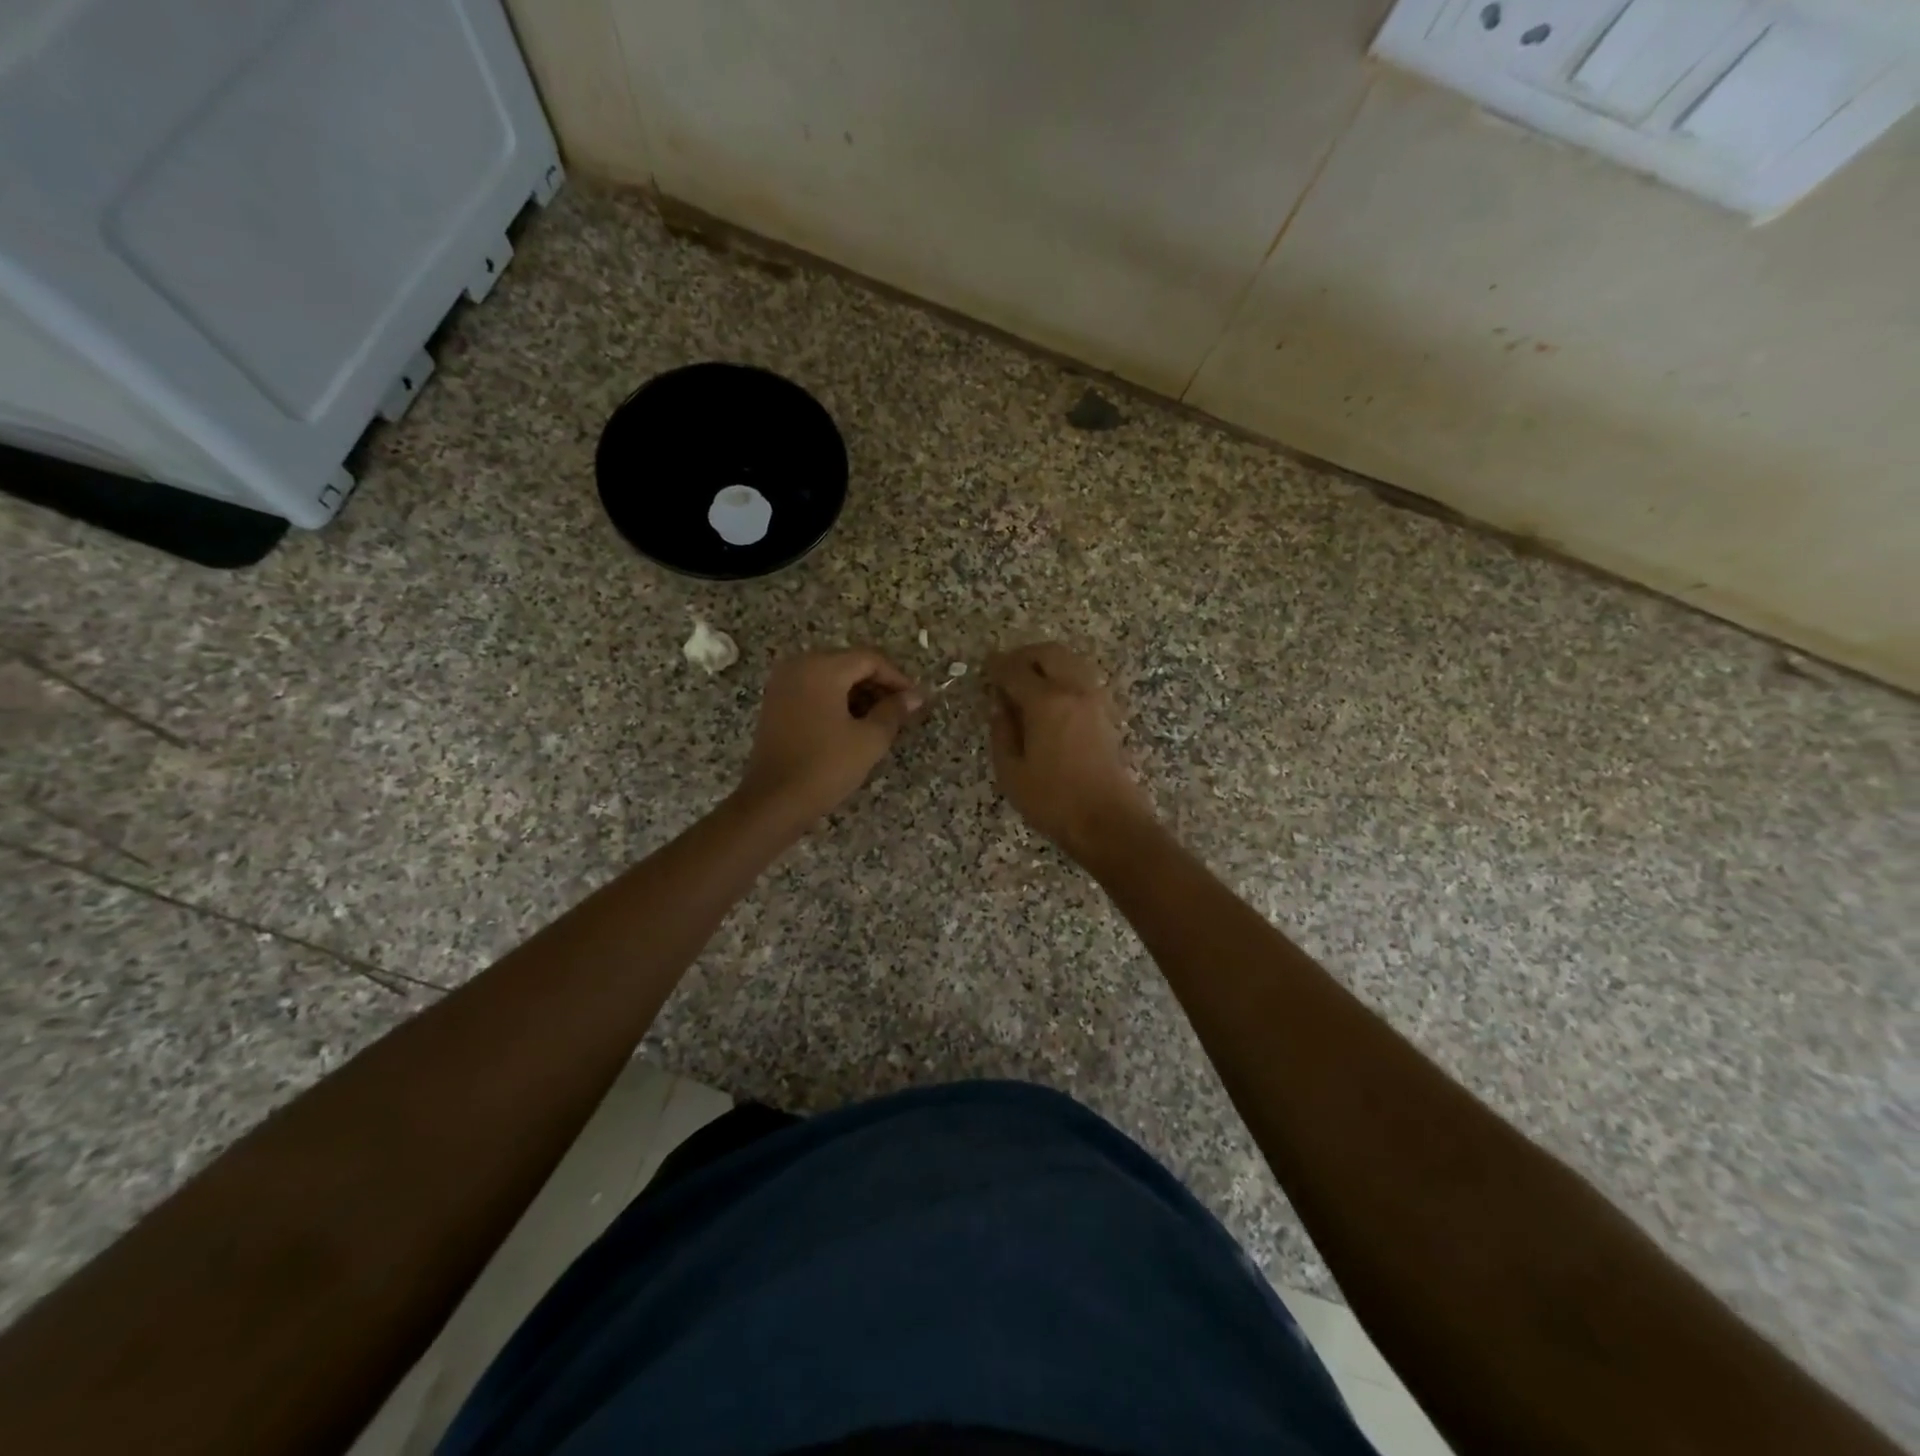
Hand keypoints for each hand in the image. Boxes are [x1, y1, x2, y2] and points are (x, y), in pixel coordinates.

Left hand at [737, 650, 922, 824]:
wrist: (774, 800)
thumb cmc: (826, 766)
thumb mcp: (870, 739)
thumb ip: (894, 711)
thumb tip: (915, 696)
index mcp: (822, 668)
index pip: (869, 659)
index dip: (897, 678)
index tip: (915, 700)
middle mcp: (798, 666)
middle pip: (848, 664)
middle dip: (877, 685)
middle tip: (900, 710)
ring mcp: (782, 684)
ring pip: (831, 677)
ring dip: (857, 693)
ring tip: (880, 719)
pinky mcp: (775, 703)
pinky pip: (813, 689)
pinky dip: (835, 700)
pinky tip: (852, 723)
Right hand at [985, 642, 1153, 859]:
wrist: (1107, 821)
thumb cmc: (1053, 800)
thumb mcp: (1011, 772)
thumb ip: (1001, 732)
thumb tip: (999, 707)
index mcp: (1046, 701)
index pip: (1015, 670)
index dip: (995, 667)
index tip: (983, 669)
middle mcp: (1073, 690)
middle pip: (1048, 653)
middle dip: (1023, 656)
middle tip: (1004, 671)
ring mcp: (1095, 699)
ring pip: (1070, 661)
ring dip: (1046, 663)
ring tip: (1026, 683)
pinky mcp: (1107, 713)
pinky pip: (1082, 678)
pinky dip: (1063, 676)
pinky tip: (1049, 698)